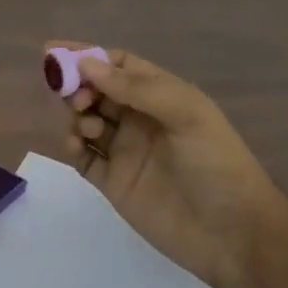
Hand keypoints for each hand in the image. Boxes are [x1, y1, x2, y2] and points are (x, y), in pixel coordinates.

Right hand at [49, 42, 287, 287]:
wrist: (232, 235)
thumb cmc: (216, 164)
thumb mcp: (186, 114)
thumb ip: (136, 88)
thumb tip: (86, 64)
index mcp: (163, 96)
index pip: (119, 65)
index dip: (88, 56)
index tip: (55, 52)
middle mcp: (141, 120)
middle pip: (98, 91)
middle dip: (79, 86)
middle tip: (74, 97)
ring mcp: (126, 152)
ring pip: (86, 122)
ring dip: (77, 116)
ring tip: (87, 128)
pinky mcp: (114, 183)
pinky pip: (84, 157)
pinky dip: (73, 147)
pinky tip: (75, 146)